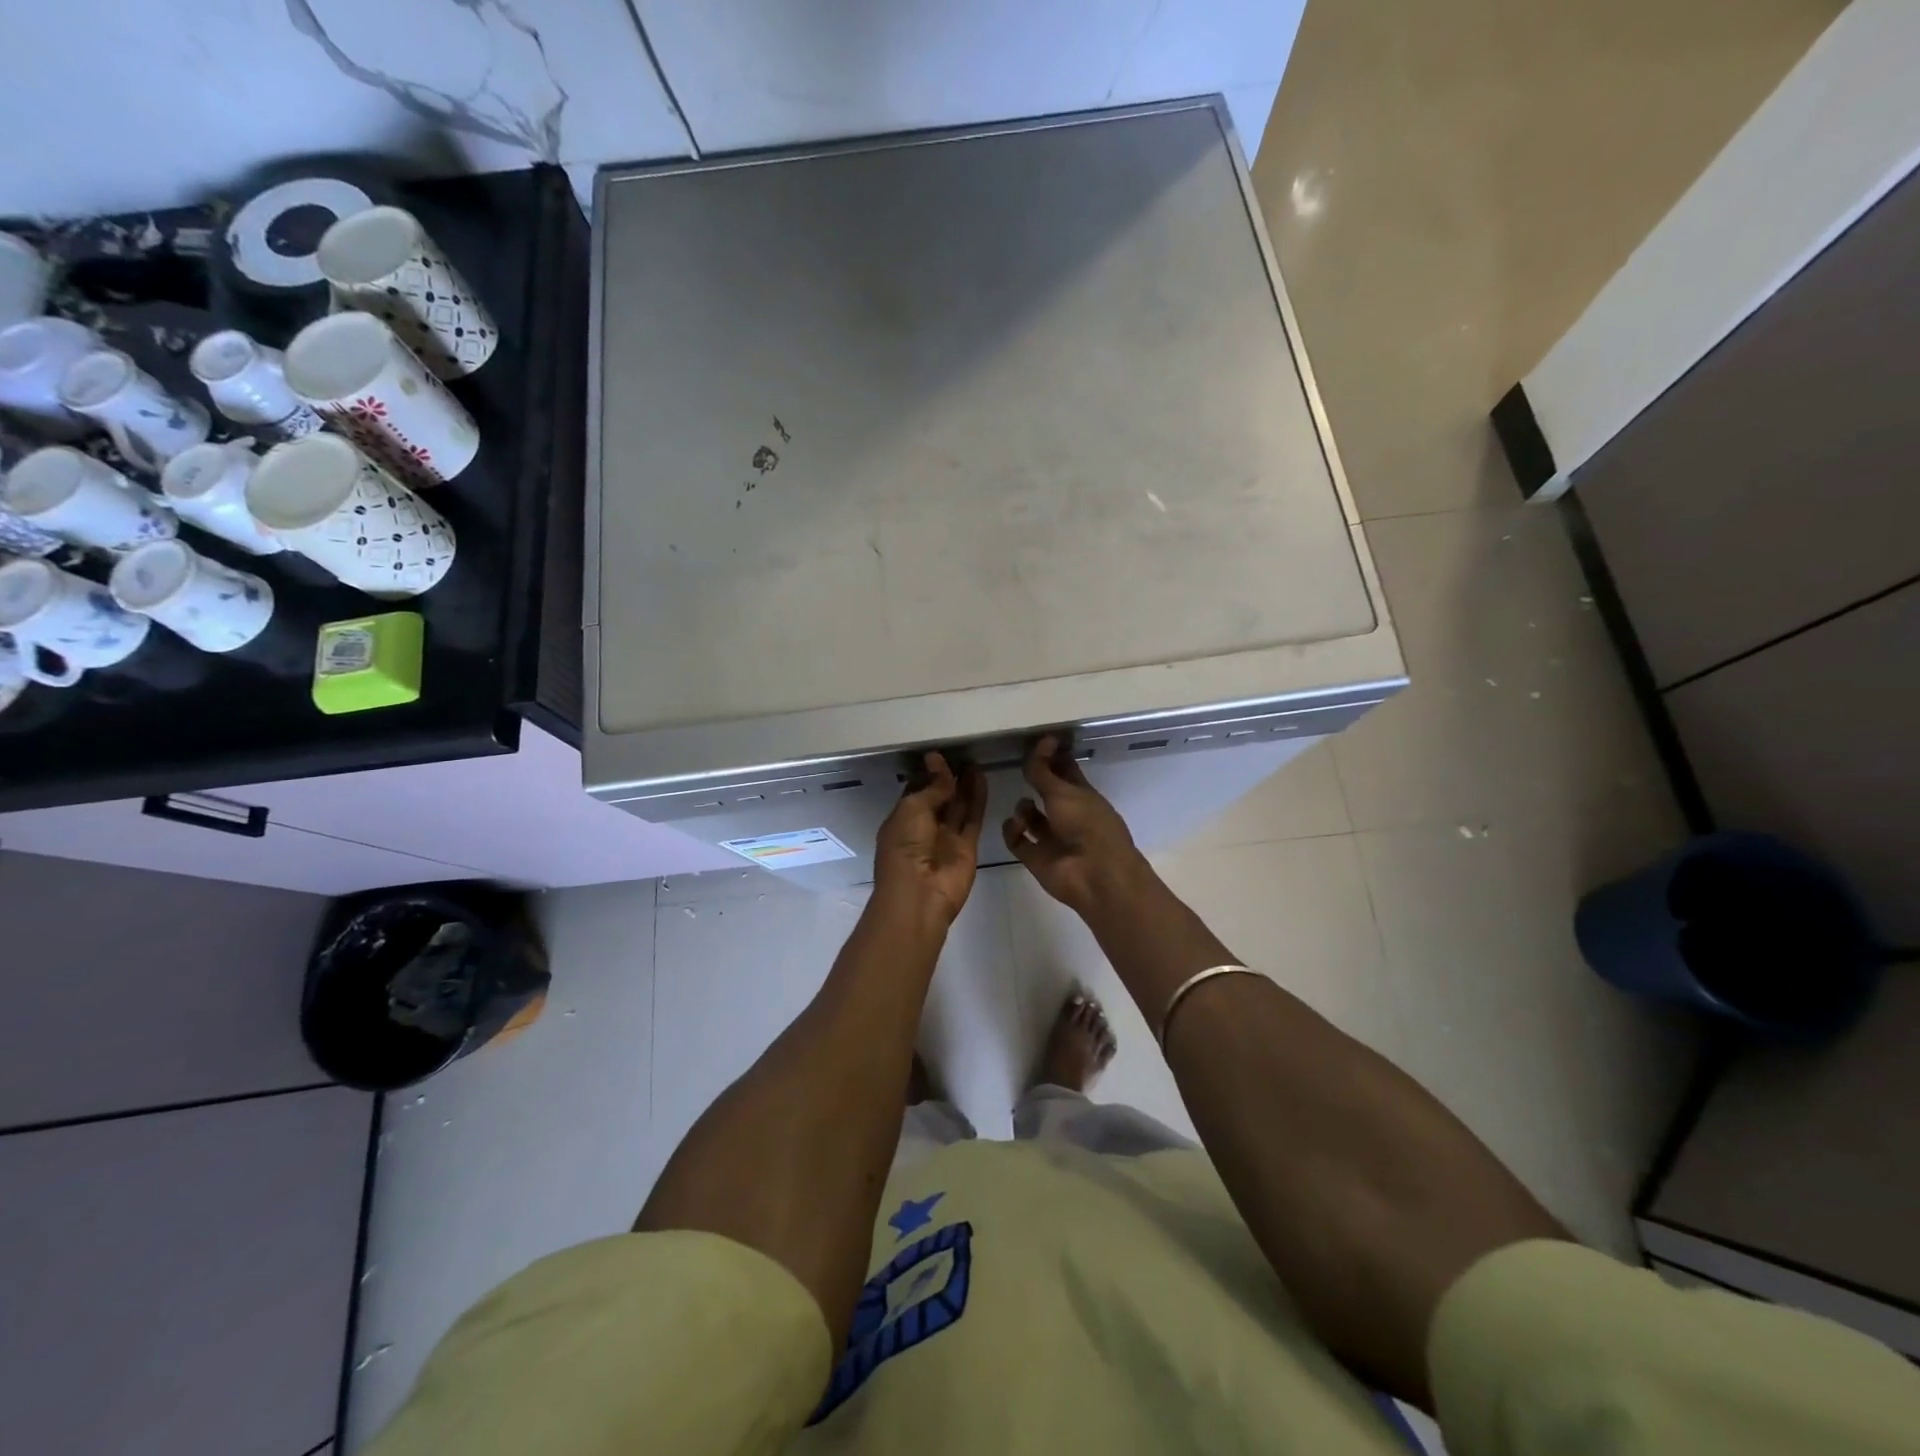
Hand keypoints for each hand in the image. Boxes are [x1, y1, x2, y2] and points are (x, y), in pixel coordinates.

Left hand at [874, 752, 986, 925]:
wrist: (920, 894)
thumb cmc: (905, 848)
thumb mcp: (912, 809)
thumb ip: (931, 787)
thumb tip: (938, 763)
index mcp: (901, 820)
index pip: (916, 792)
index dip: (927, 774)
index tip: (938, 755)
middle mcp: (923, 828)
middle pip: (939, 798)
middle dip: (947, 778)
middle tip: (961, 754)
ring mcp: (946, 838)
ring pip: (958, 806)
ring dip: (964, 785)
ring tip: (974, 761)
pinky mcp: (967, 846)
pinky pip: (973, 817)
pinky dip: (977, 798)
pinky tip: (981, 777)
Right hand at [1002, 736, 1148, 914]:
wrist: (1094, 875)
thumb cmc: (1086, 825)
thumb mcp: (1063, 791)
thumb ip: (1044, 770)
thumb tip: (1041, 740)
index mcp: (1083, 796)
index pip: (1065, 771)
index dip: (1052, 757)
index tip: (1036, 742)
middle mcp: (1068, 815)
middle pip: (1047, 793)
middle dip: (1034, 782)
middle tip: (1016, 766)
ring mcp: (1052, 838)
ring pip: (1032, 818)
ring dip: (1023, 809)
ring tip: (1023, 807)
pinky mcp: (1037, 858)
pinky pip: (1018, 841)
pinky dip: (1012, 832)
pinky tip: (1014, 825)